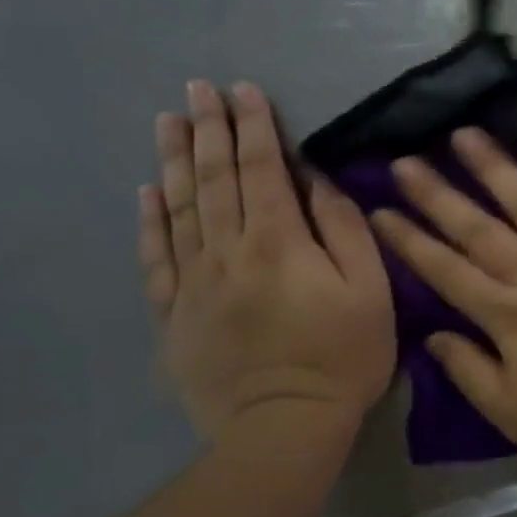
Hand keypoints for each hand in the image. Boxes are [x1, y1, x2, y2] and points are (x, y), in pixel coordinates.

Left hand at [140, 80, 393, 441]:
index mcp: (278, 241)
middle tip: (197, 88)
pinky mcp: (175, 315)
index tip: (244, 89)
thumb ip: (344, 228)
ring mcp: (194, 283)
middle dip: (208, 129)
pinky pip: (157, 258)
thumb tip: (316, 181)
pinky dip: (150, 221)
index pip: (262, 169)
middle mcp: (228, 251)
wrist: (284, 428)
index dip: (254, 126)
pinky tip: (146, 192)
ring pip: (179, 208)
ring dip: (173, 160)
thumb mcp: (370, 289)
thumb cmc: (342, 356)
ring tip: (167, 121)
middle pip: (214, 179)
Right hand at [369, 129, 516, 474]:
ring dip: (495, 167)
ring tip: (465, 134)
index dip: (411, 240)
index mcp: (511, 317)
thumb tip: (434, 335)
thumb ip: (471, 373)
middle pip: (481, 227)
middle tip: (406, 159)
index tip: (381, 209)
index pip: (448, 271)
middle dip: (438, 193)